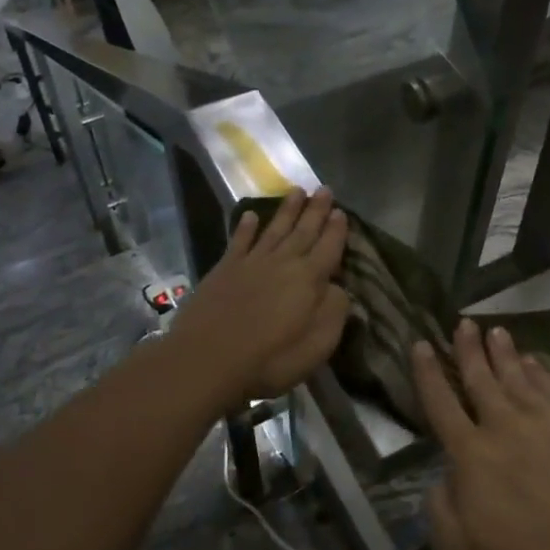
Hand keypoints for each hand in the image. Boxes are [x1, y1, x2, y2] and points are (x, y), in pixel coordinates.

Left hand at [166, 188, 349, 408]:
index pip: (329, 247)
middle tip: (324, 189)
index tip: (342, 211)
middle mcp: (283, 262)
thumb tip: (337, 287)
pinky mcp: (224, 270)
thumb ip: (334, 311)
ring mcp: (251, 263)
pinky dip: (246, 227)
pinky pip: (239, 241)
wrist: (207, 360)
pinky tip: (250, 215)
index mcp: (309, 279)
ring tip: (297, 190)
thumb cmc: (270, 359)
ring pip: (274, 229)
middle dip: (316, 210)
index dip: (336, 230)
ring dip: (287, 210)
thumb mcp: (318, 344)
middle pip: (303, 231)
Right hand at [415, 322, 549, 549]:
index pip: (441, 403)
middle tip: (463, 323)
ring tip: (494, 330)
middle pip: (480, 378)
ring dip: (502, 351)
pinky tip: (533, 360)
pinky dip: (538, 369)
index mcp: (471, 455)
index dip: (428, 373)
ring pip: (516, 375)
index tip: (421, 344)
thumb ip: (441, 511)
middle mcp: (504, 426)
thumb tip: (443, 478)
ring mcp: (545, 420)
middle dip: (467, 349)